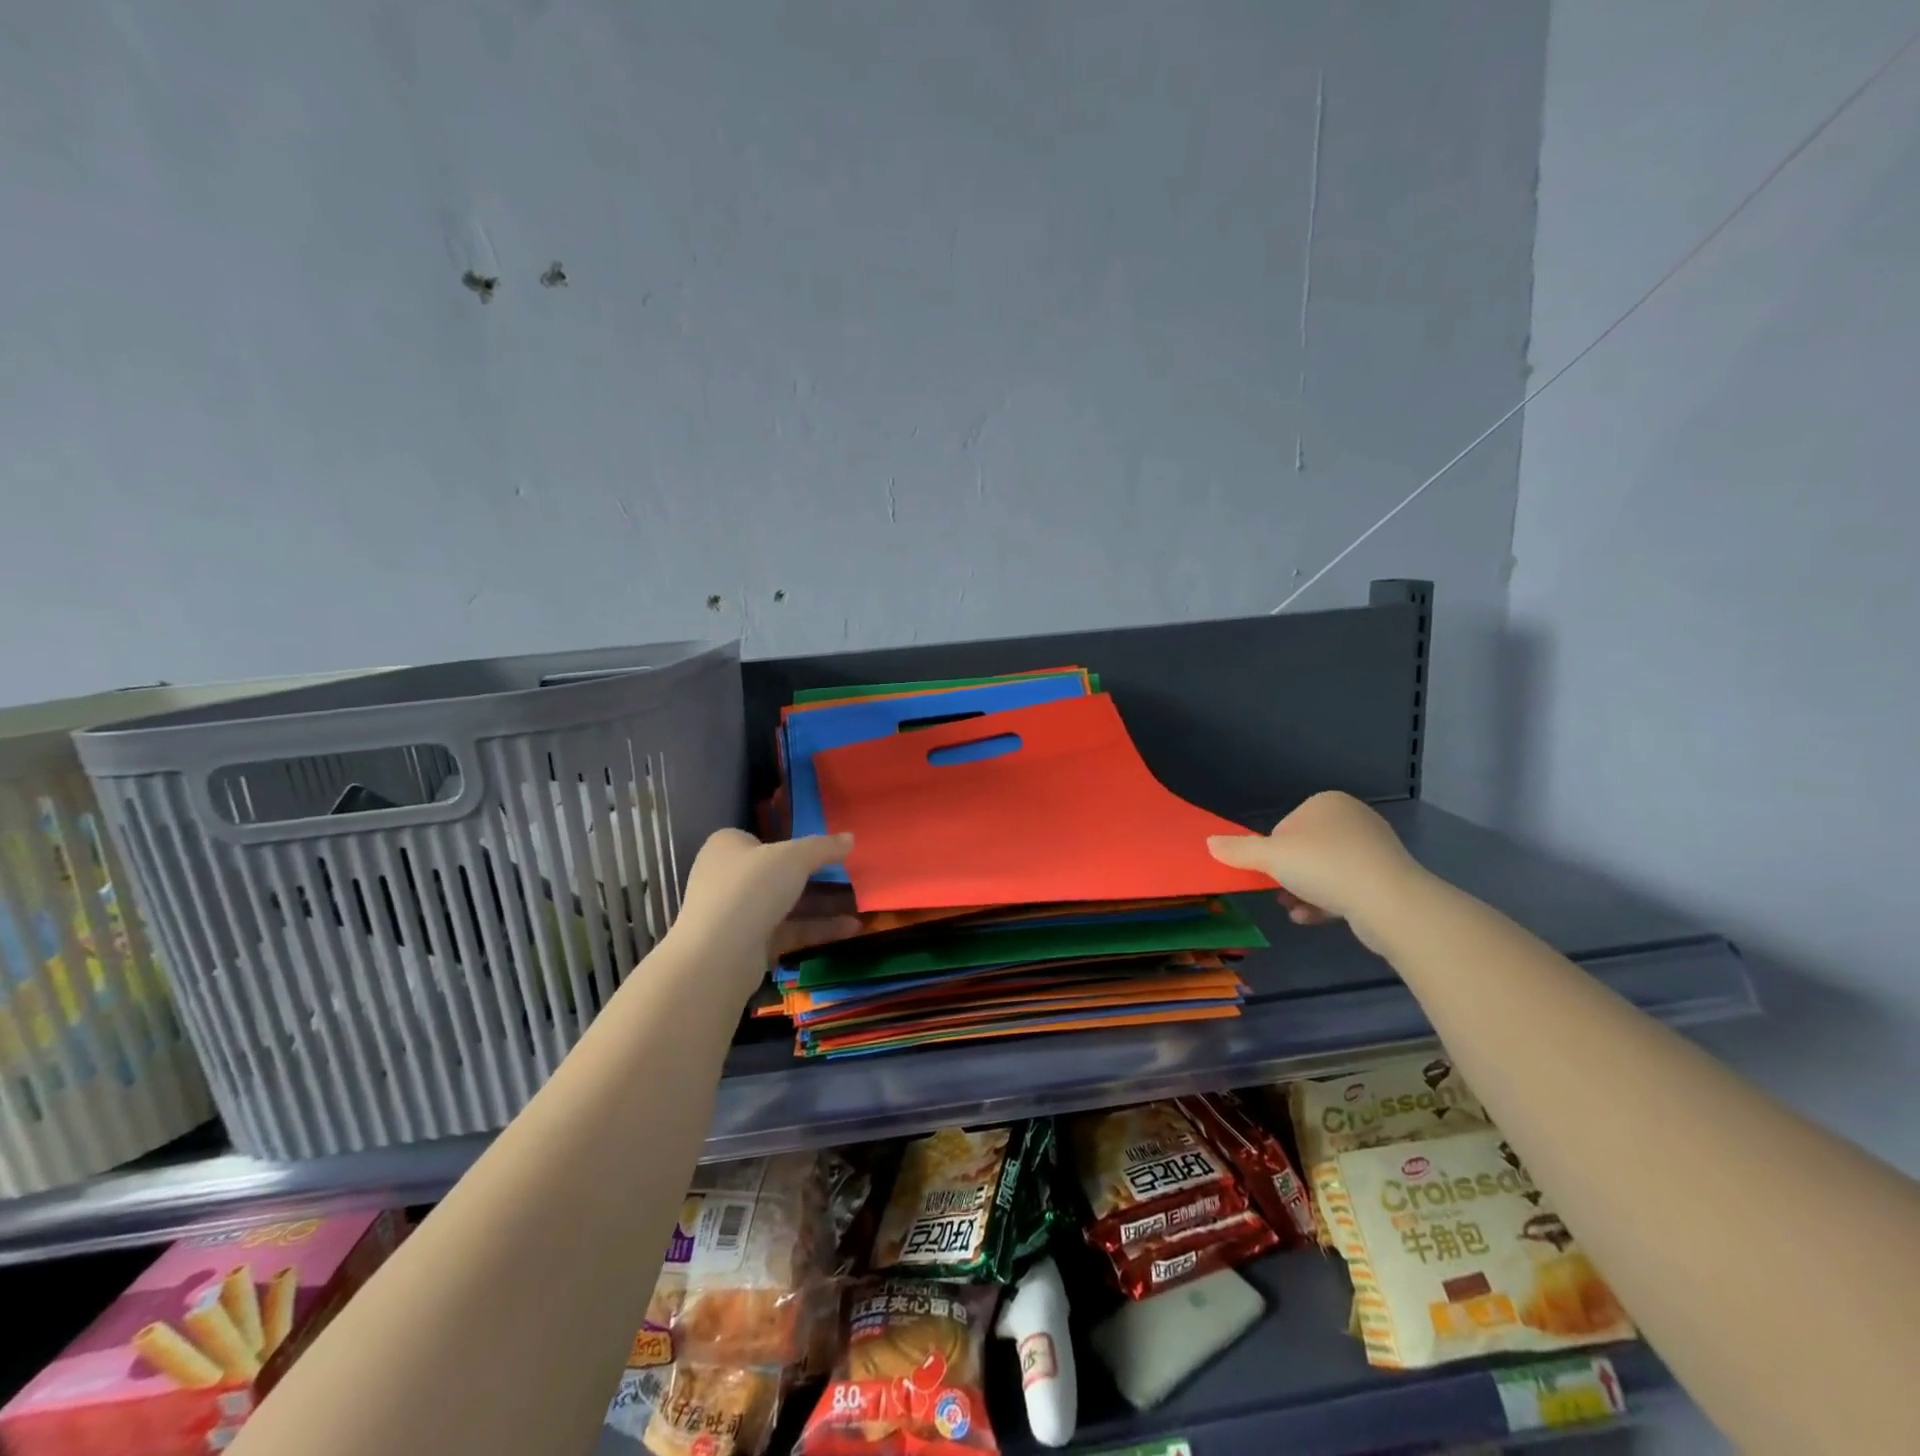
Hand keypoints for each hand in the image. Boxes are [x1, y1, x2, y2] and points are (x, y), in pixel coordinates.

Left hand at [670, 830, 860, 1000]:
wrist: (718, 955)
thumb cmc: (752, 888)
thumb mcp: (795, 857)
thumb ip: (824, 847)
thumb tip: (850, 838)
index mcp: (727, 846)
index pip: (761, 838)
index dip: (791, 842)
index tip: (824, 850)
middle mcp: (727, 877)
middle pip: (777, 873)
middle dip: (814, 877)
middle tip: (849, 877)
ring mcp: (736, 913)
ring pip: (785, 904)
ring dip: (821, 905)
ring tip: (859, 904)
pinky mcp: (748, 944)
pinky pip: (788, 930)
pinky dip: (816, 928)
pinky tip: (851, 928)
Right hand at [1206, 791, 1420, 952]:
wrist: (1388, 901)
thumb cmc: (1324, 866)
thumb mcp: (1270, 856)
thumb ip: (1238, 849)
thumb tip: (1208, 842)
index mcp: (1327, 803)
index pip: (1285, 828)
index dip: (1272, 852)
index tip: (1272, 871)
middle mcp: (1353, 819)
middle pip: (1304, 850)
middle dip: (1289, 876)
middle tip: (1280, 893)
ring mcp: (1374, 849)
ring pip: (1324, 871)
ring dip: (1303, 892)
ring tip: (1294, 910)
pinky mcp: (1386, 878)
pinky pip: (1346, 887)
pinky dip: (1326, 902)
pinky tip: (1311, 918)